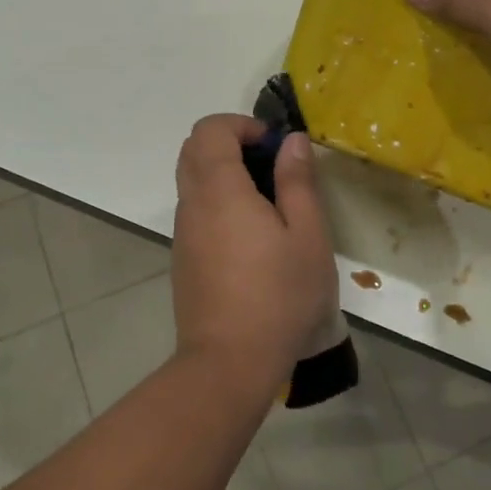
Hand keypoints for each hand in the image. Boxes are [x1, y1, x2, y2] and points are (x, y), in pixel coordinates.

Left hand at [171, 115, 338, 402]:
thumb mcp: (307, 235)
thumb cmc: (279, 296)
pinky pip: (195, 210)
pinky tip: (251, 237)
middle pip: (193, 149)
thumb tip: (291, 141)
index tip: (273, 146)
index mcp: (219, 190)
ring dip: (223, 173)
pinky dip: (217, 201)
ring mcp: (183, 233)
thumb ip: (297, 181)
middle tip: (270, 166)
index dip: (241, 125)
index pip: (209, 130)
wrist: (229, 364)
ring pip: (191, 180)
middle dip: (230, 143)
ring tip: (267, 203)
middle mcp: (192, 204)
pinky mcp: (183, 259)